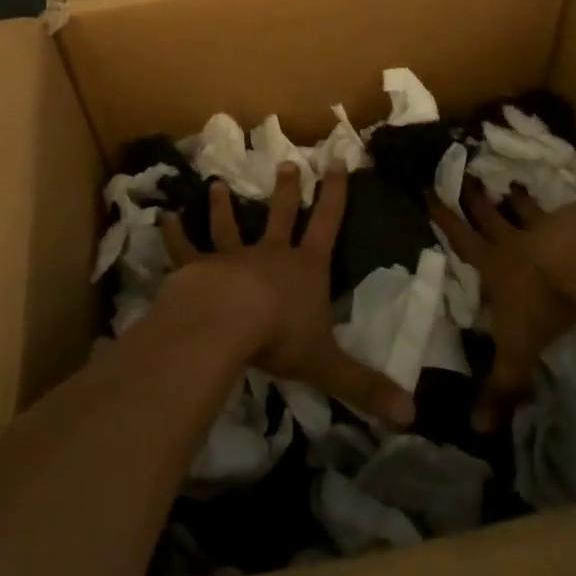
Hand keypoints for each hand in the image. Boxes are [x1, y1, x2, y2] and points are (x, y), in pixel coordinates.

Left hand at [163, 165, 416, 426]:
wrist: (227, 322)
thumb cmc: (280, 336)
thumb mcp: (328, 365)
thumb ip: (365, 386)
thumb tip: (411, 414)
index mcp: (305, 269)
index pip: (327, 224)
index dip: (335, 194)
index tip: (337, 161)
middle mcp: (270, 255)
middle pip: (280, 215)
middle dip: (286, 190)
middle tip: (287, 162)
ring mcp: (231, 258)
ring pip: (228, 226)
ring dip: (223, 206)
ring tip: (217, 184)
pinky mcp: (197, 268)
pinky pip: (184, 248)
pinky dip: (174, 234)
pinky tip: (164, 217)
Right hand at [429, 183, 575, 431]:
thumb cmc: (542, 303)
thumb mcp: (517, 350)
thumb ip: (500, 385)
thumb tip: (476, 432)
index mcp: (494, 264)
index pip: (462, 239)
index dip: (443, 218)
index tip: (428, 191)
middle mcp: (516, 240)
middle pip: (490, 215)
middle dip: (475, 198)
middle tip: (466, 176)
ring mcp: (551, 224)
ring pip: (528, 208)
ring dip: (519, 199)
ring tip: (512, 184)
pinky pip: (571, 209)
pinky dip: (569, 205)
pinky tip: (575, 200)